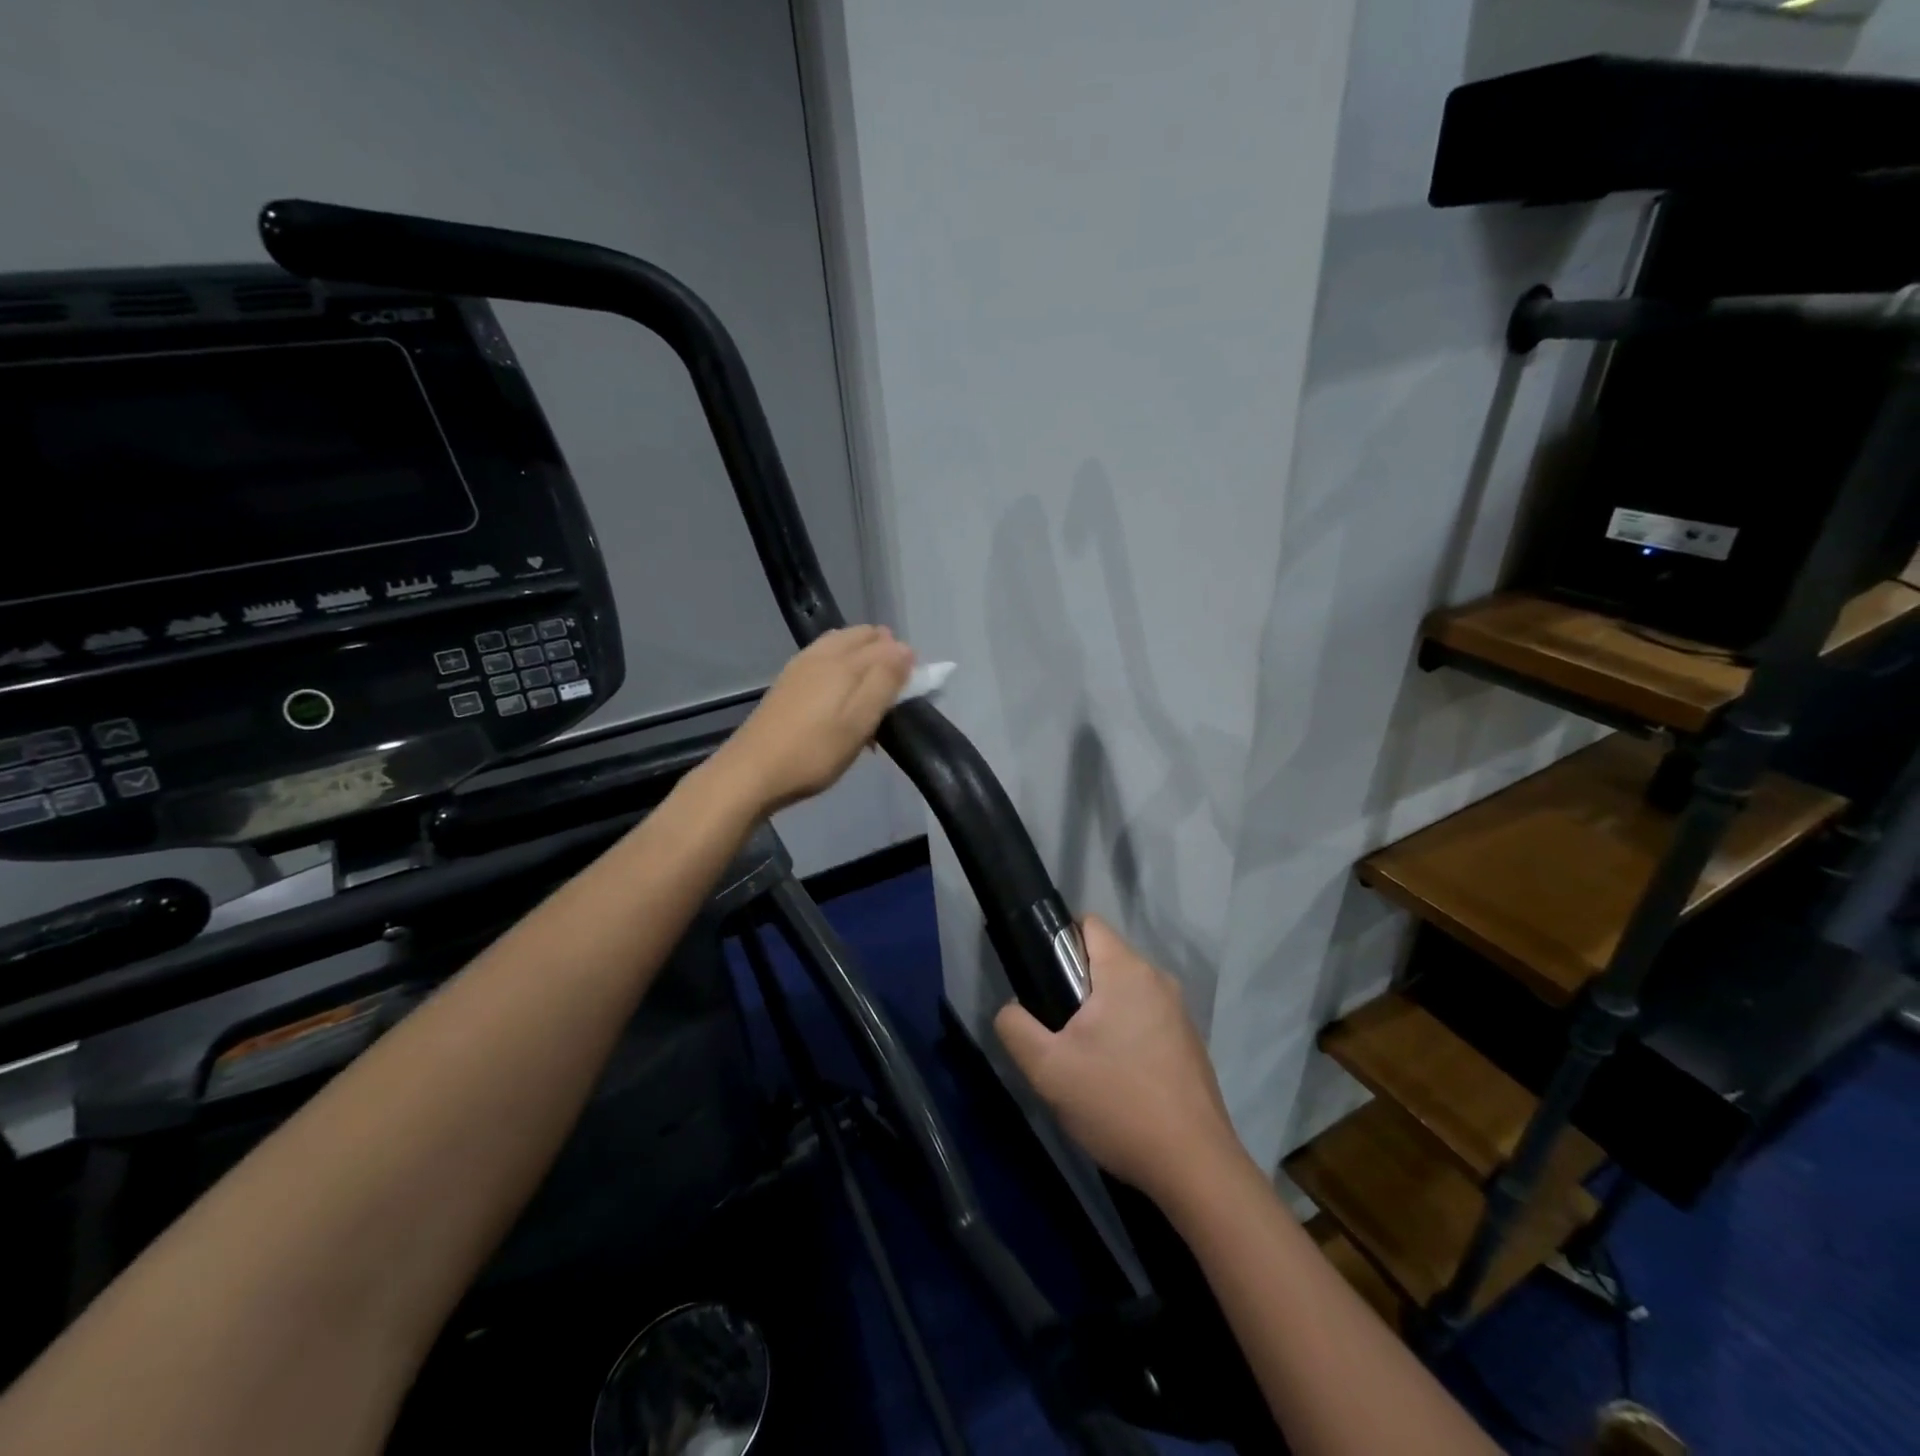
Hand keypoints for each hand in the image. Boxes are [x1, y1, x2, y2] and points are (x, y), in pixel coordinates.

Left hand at [718, 626, 914, 815]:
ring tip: (870, 691)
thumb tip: (905, 649)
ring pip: (840, 646)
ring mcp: (799, 668)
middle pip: (861, 637)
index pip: (886, 645)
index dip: (906, 660)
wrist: (751, 773)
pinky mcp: (786, 684)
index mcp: (843, 662)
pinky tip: (839, 695)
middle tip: (894, 689)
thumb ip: (885, 682)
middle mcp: (821, 655)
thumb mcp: (860, 721)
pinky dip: (840, 668)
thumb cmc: (814, 752)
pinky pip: (823, 661)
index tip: (915, 687)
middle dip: (884, 653)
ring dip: (862, 659)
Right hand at [995, 917, 1246, 1208]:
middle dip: (1076, 987)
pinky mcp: (1190, 1044)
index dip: (1058, 942)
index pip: (1088, 924)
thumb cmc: (1117, 1104)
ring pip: (1126, 994)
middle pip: (1105, 960)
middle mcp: (1158, 980)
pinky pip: (1146, 1020)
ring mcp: (1180, 1013)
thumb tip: (1010, 1009)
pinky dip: (1126, 1036)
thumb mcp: (1047, 1069)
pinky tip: (1117, 1080)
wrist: (1194, 1167)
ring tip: (1083, 1061)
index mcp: (1127, 971)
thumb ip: (1016, 1027)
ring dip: (1100, 1015)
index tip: (1042, 981)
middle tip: (1057, 1031)